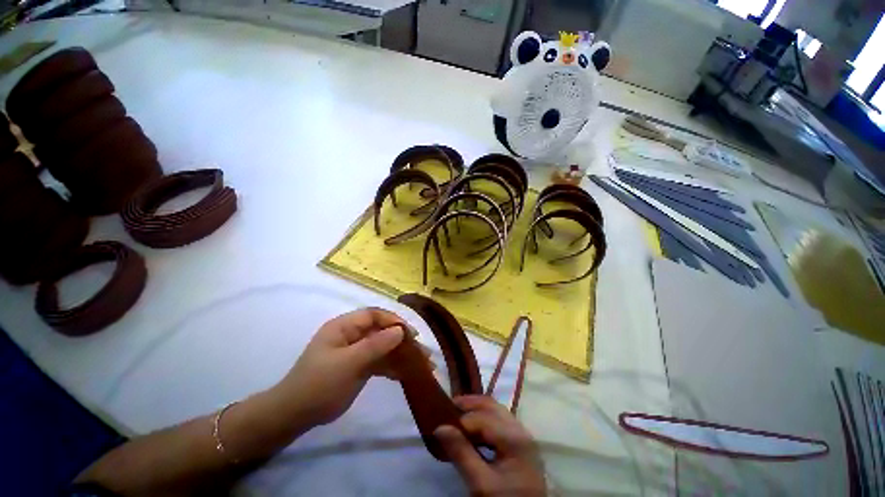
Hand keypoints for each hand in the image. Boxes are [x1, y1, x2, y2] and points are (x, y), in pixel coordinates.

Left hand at [272, 308, 410, 428]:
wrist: (295, 416)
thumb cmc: (319, 384)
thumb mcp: (348, 363)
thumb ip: (375, 345)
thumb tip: (400, 330)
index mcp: (344, 326)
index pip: (374, 315)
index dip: (393, 320)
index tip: (411, 333)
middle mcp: (352, 335)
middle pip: (382, 331)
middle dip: (403, 340)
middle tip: (422, 352)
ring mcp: (356, 351)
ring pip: (384, 347)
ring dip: (402, 355)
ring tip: (423, 364)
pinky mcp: (359, 367)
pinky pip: (380, 362)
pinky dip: (393, 367)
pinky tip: (408, 373)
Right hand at [435, 396, 545, 496]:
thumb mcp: (481, 484)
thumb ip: (461, 454)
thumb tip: (440, 427)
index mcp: (514, 437)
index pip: (483, 418)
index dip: (461, 420)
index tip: (442, 425)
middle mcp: (520, 430)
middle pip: (492, 406)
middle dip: (469, 404)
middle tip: (449, 408)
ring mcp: (522, 437)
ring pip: (496, 412)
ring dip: (476, 411)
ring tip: (457, 417)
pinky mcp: (521, 445)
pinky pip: (500, 423)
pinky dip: (484, 421)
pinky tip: (473, 431)